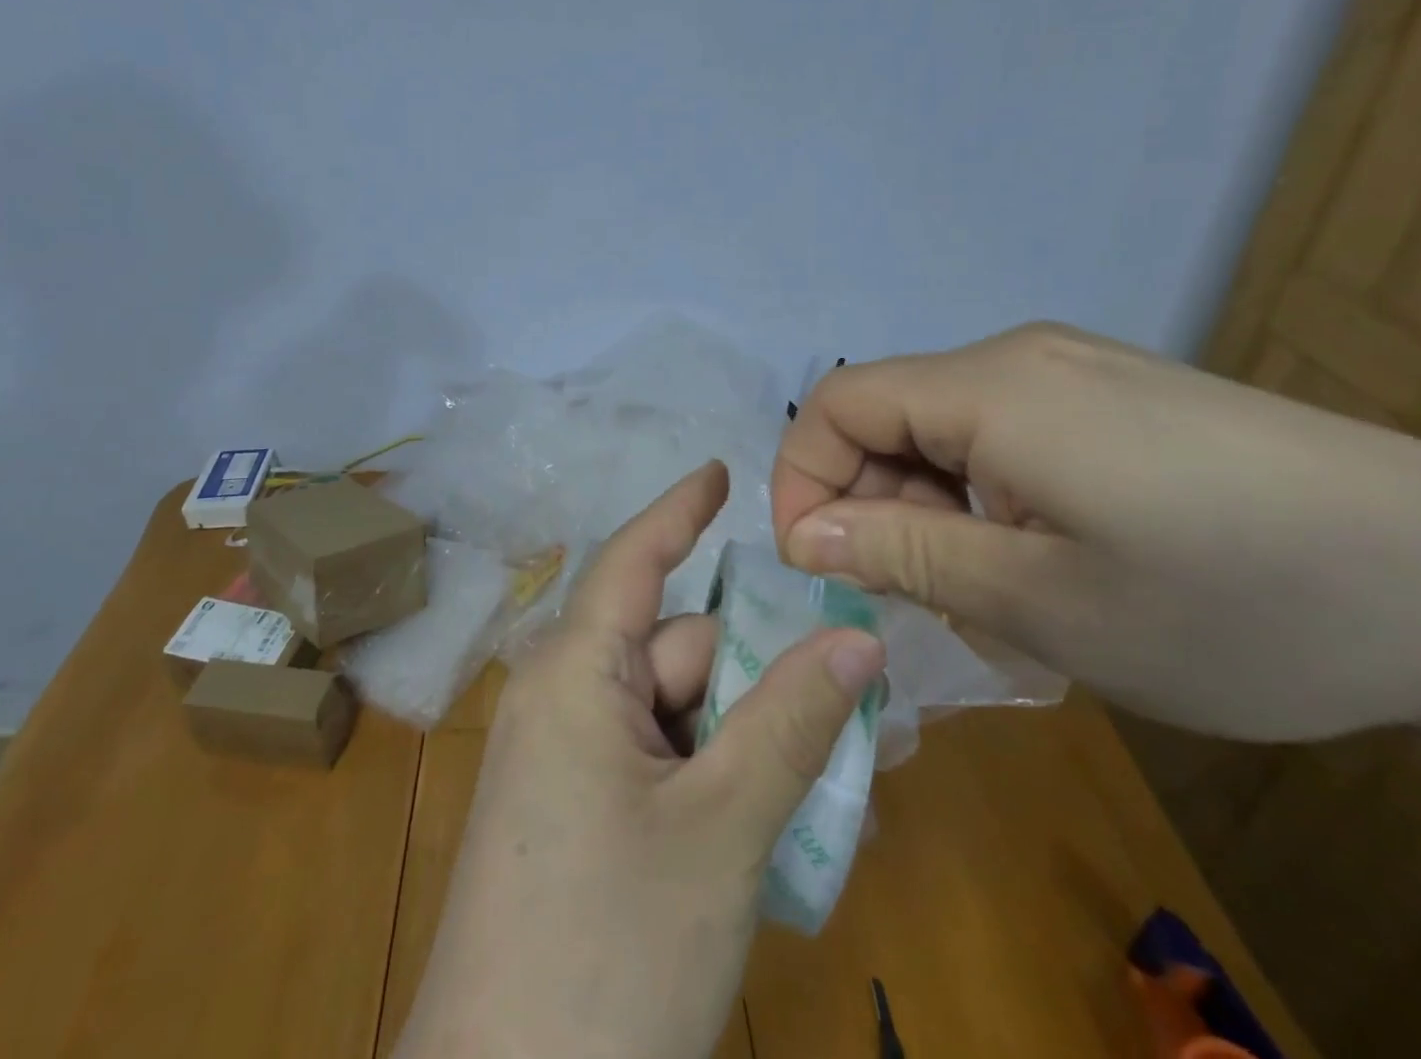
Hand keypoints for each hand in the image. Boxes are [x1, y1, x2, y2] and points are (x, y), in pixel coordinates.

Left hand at [397, 462, 885, 1058]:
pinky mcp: (575, 812)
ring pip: (678, 713)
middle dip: (759, 673)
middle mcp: (563, 697)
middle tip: (856, 702)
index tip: (722, 471)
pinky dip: (715, 778)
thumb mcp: (720, 829)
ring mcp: (565, 757)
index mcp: (574, 671)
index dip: (679, 509)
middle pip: (679, 651)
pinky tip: (770, 828)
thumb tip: (856, 638)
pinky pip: (658, 763)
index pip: (633, 558)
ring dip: (748, 737)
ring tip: (830, 786)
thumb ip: (790, 723)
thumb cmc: (609, 950)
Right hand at [773, 324, 1420, 740]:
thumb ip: (905, 555)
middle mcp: (1018, 358)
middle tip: (908, 599)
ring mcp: (1071, 371)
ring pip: (944, 430)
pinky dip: (982, 496)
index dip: (802, 478)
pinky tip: (1035, 559)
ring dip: (930, 509)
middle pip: (889, 415)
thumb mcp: (1043, 601)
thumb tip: (805, 534)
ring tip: (982, 595)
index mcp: (989, 388)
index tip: (816, 563)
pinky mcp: (1113, 397)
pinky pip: (1002, 434)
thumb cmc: (1237, 603)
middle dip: (871, 504)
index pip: (837, 404)